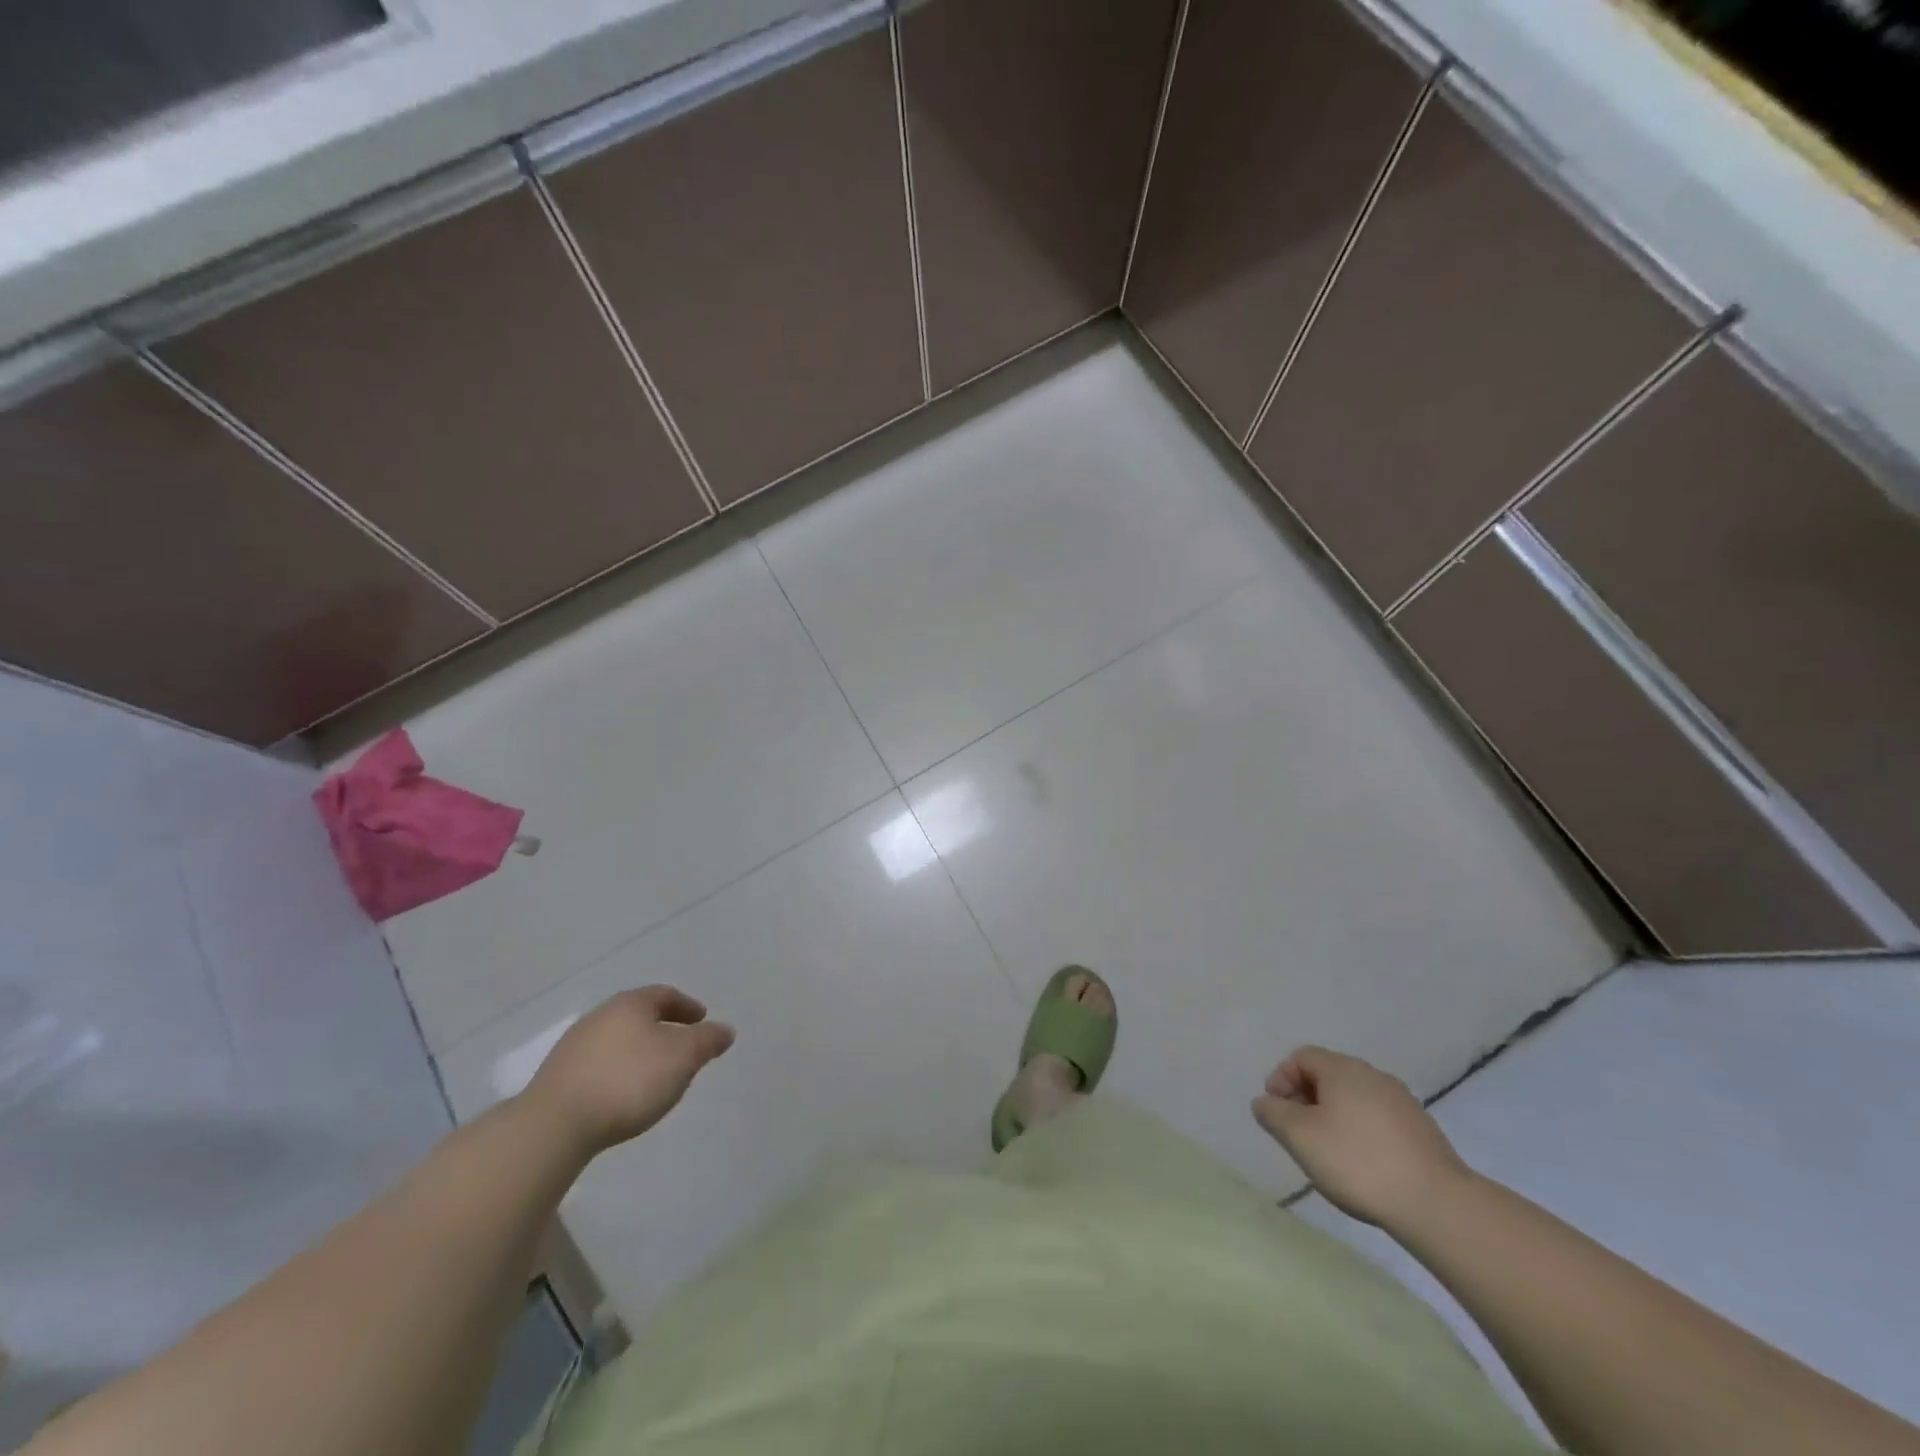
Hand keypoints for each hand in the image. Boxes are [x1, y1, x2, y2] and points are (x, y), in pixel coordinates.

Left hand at [523, 986, 734, 1156]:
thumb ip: (707, 1041)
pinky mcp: (558, 1076)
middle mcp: (601, 1015)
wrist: (554, 1125)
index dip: (687, 1006)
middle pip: (639, 1015)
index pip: (666, 994)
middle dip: (663, 1027)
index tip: (702, 1020)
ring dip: (639, 1050)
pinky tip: (624, 1092)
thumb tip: (724, 1030)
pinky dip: (618, 1069)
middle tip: (682, 1046)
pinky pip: (599, 1063)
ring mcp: (575, 1045)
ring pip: (618, 1039)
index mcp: (631, 1003)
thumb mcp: (682, 1058)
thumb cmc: (628, 1080)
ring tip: (655, 1073)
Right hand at [1252, 1046, 1469, 1230]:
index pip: (1301, 1057)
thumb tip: (1265, 1102)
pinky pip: (1378, 1118)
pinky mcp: (1422, 1130)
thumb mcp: (1299, 1137)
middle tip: (1298, 1133)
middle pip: (1328, 1075)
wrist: (1437, 1204)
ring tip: (1328, 1152)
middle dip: (1305, 1099)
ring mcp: (1402, 1101)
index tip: (1276, 1113)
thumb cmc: (1357, 1162)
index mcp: (1343, 1069)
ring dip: (1333, 1116)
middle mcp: (1373, 1075)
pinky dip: (1361, 1131)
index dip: (1281, 1079)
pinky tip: (1363, 1164)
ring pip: (1354, 1098)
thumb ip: (1273, 1114)